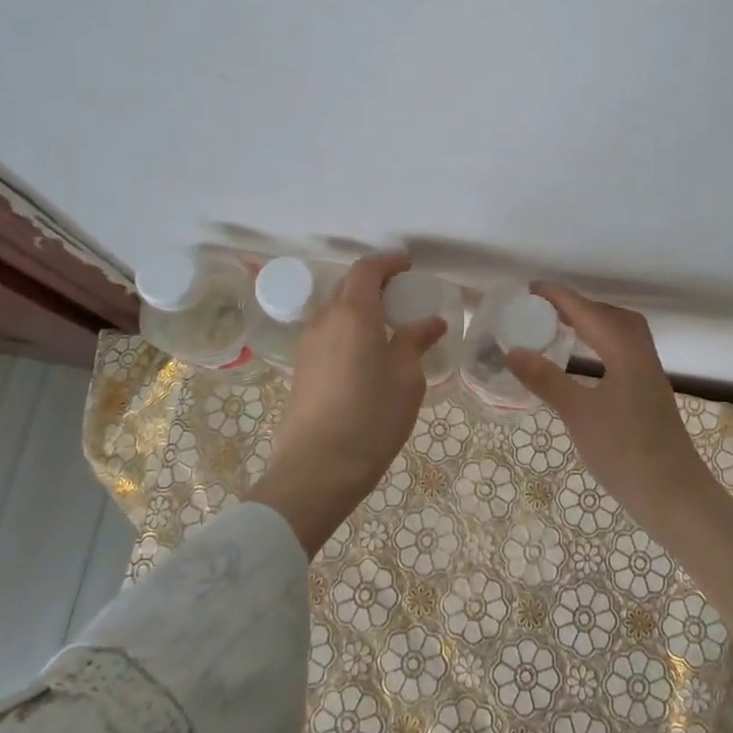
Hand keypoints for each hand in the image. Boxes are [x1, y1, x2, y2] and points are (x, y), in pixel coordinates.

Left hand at [243, 251, 446, 556]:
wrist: (316, 470)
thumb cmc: (371, 418)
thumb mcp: (406, 379)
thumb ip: (415, 341)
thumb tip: (430, 322)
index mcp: (353, 313)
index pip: (367, 269)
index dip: (388, 262)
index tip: (409, 266)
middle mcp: (325, 319)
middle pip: (348, 285)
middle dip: (375, 281)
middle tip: (403, 294)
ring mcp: (308, 344)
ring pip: (335, 309)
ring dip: (360, 306)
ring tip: (388, 324)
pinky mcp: (301, 368)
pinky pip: (328, 331)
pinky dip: (348, 327)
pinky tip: (367, 351)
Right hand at [511, 283, 732, 687]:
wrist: (676, 496)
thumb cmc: (625, 452)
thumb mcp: (578, 414)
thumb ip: (545, 380)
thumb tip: (513, 351)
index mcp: (624, 350)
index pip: (587, 311)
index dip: (558, 297)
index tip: (529, 289)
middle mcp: (640, 354)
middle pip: (610, 315)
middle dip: (578, 305)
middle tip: (544, 309)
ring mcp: (649, 374)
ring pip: (621, 333)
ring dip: (593, 323)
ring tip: (562, 328)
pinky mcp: (650, 392)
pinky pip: (624, 350)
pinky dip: (602, 343)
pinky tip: (587, 362)